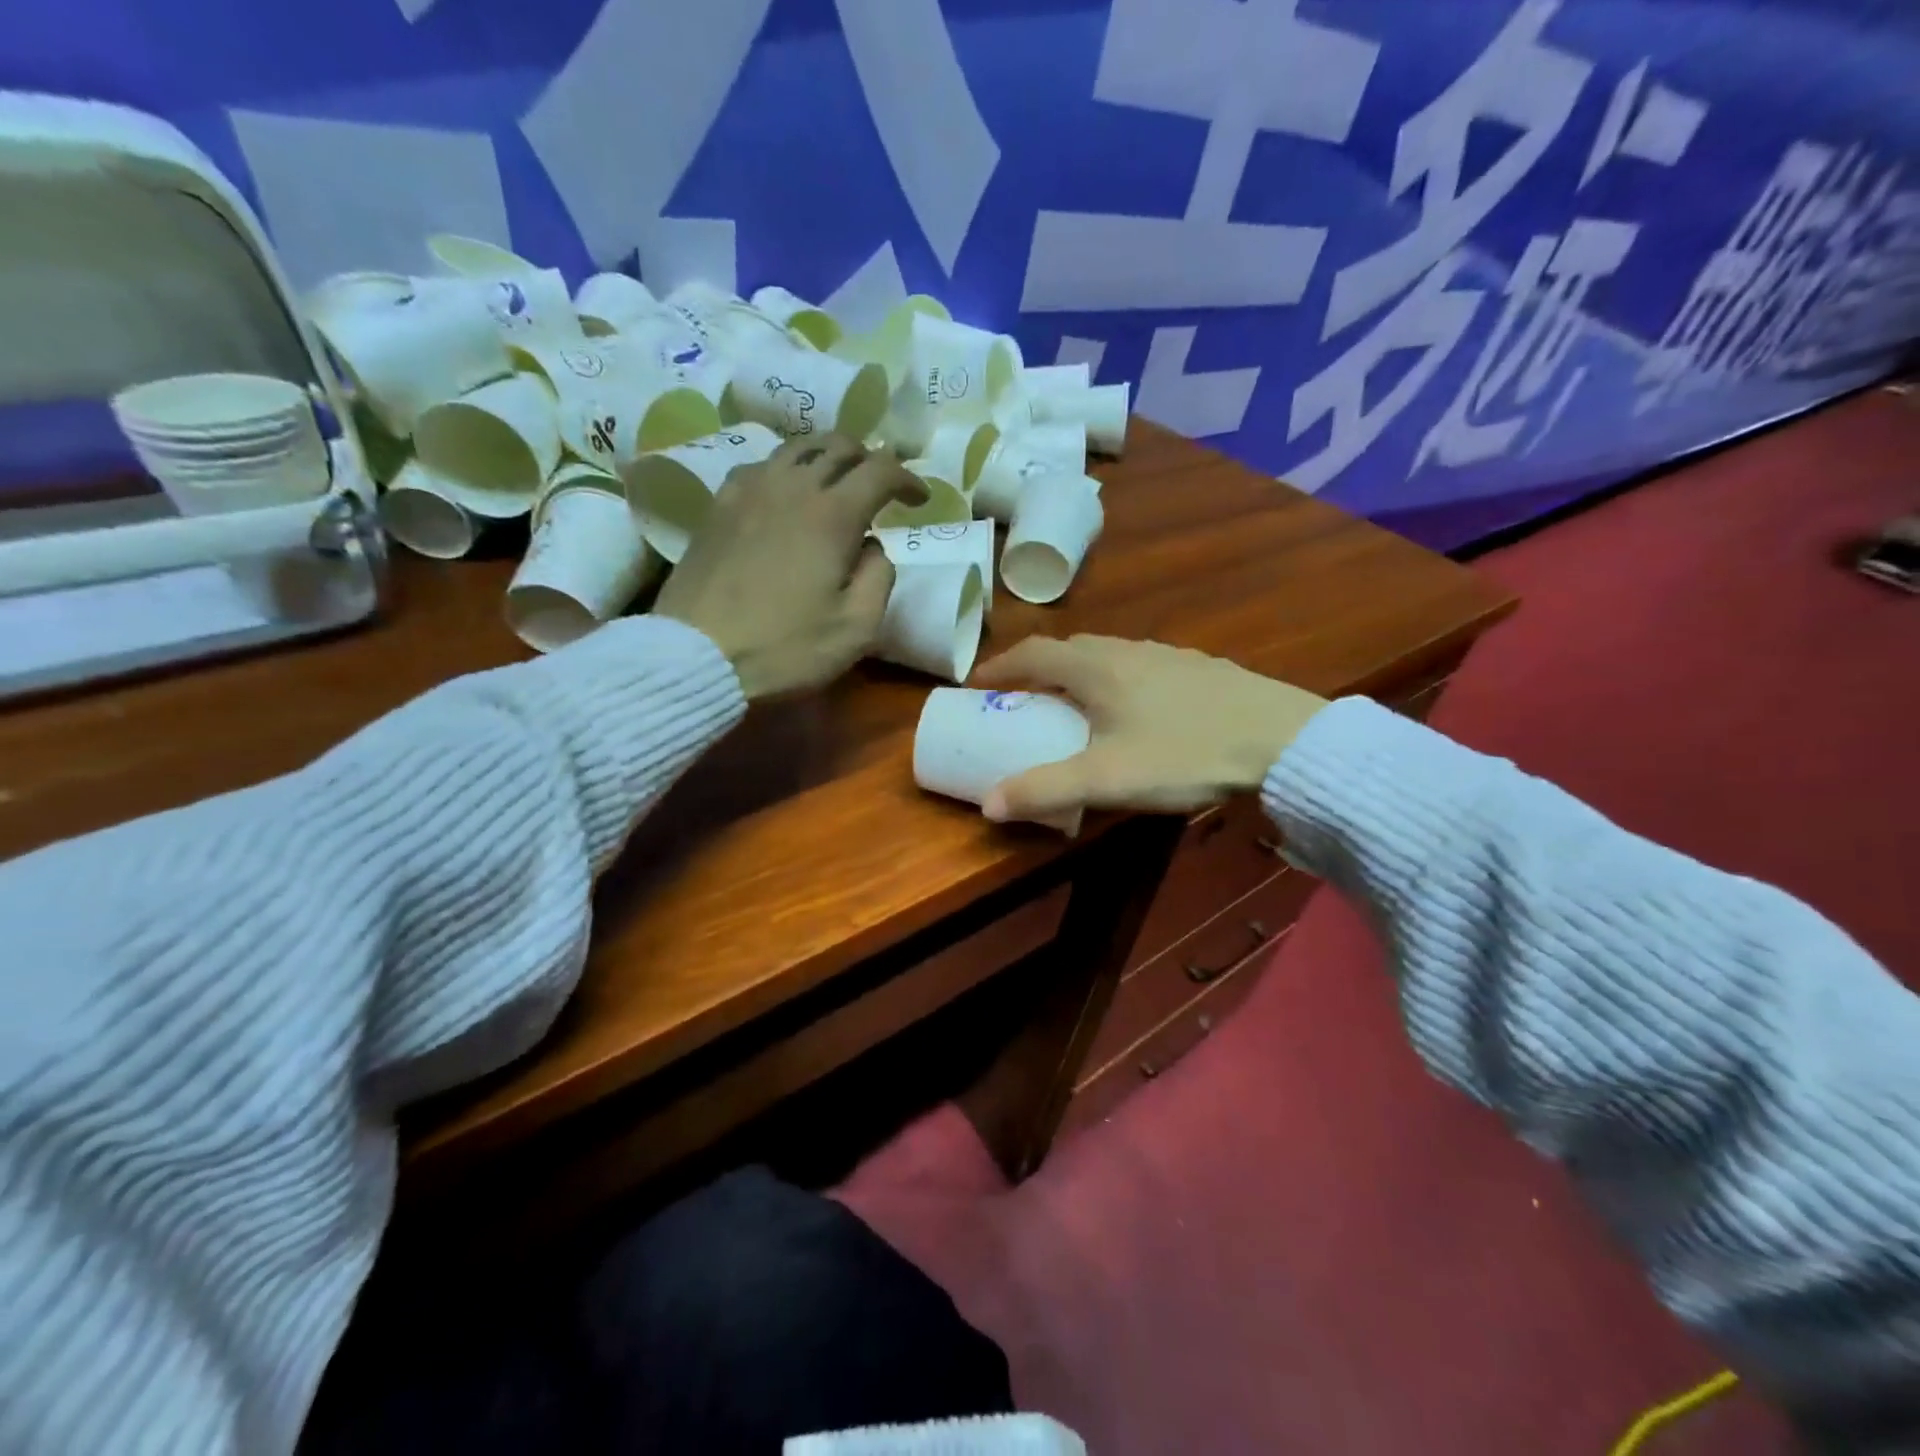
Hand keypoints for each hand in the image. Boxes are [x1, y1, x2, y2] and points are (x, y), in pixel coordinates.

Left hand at [654, 435, 924, 699]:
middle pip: (838, 445)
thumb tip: (872, 546)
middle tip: (879, 488)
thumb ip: (879, 577)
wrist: (697, 656)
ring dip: (825, 458)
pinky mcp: (718, 505)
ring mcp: (748, 490)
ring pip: (795, 448)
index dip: (908, 478)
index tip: (920, 501)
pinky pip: (760, 467)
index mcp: (833, 514)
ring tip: (834, 485)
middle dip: (868, 459)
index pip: (881, 469)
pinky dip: (785, 472)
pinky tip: (785, 499)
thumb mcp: (857, 628)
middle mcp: (791, 486)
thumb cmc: (785, 648)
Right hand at [970, 636, 1327, 820]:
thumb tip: (988, 805)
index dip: (998, 666)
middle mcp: (1125, 648)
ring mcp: (1165, 654)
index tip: (976, 684)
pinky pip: (1137, 665)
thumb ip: (1045, 790)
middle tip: (1020, 698)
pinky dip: (1114, 680)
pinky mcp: (1197, 667)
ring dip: (1076, 673)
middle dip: (1035, 669)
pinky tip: (1132, 710)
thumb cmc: (1184, 753)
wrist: (1283, 740)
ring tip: (1071, 703)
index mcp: (1095, 667)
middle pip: (1067, 649)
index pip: (1032, 653)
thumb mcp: (1107, 779)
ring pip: (1105, 654)